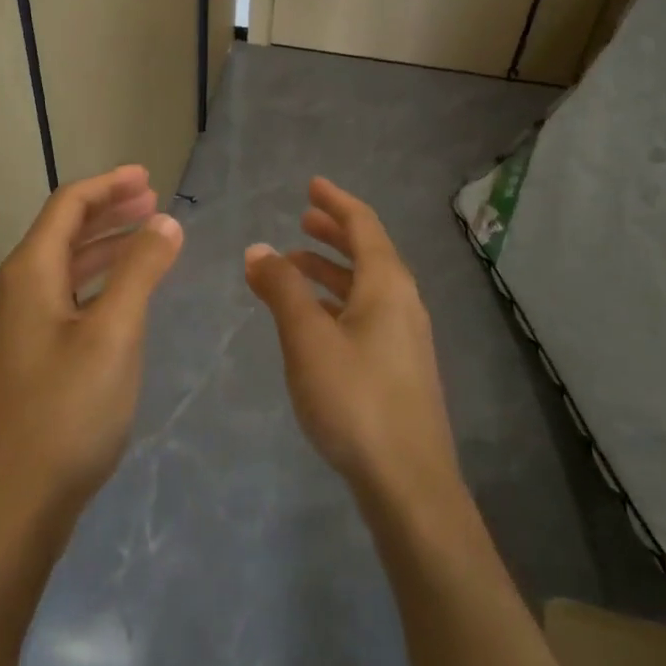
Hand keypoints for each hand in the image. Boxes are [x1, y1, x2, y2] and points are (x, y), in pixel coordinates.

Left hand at [0, 166, 183, 543]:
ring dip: (106, 247)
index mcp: (30, 274)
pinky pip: (67, 301)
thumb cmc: (65, 413)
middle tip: (154, 203)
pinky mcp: (31, 361)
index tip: (148, 178)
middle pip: (64, 232)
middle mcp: (19, 292)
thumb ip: (140, 272)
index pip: (68, 206)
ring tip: (148, 240)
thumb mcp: (113, 335)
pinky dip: (99, 284)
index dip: (108, 185)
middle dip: (110, 212)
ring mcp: (21, 329)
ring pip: (66, 269)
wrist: (10, 506)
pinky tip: (124, 299)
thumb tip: (166, 221)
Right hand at [245, 178, 459, 502]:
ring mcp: (405, 337)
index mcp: (387, 285)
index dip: (336, 202)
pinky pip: (365, 314)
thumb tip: (258, 249)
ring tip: (292, 268)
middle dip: (334, 234)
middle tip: (302, 220)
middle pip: (368, 253)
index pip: (364, 225)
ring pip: (364, 287)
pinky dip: (335, 302)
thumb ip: (281, 290)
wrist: (407, 481)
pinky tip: (311, 320)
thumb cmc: (354, 398)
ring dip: (330, 271)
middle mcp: (402, 303)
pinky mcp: (398, 367)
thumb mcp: (308, 338)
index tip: (312, 185)